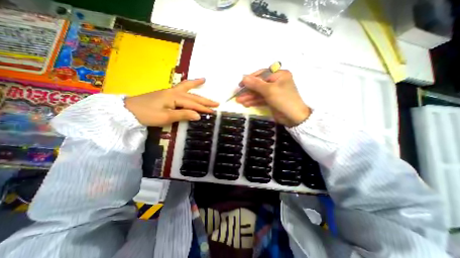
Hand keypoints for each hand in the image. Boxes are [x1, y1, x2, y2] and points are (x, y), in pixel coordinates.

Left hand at [123, 78, 217, 126]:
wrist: (128, 111)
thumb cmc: (147, 115)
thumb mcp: (166, 117)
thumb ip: (183, 115)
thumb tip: (198, 116)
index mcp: (174, 97)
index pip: (193, 104)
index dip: (203, 108)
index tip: (213, 111)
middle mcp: (174, 92)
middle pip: (193, 95)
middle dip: (205, 100)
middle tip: (216, 102)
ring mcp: (169, 91)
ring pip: (186, 88)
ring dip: (196, 85)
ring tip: (204, 80)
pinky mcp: (166, 94)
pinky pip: (180, 88)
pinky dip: (187, 85)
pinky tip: (189, 85)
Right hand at [235, 69, 310, 126]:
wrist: (294, 118)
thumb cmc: (283, 100)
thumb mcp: (269, 90)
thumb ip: (255, 84)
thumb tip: (243, 77)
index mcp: (279, 75)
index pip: (262, 74)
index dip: (250, 79)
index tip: (241, 84)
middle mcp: (276, 81)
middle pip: (259, 84)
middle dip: (248, 90)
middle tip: (238, 95)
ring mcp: (273, 92)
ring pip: (259, 93)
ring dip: (249, 97)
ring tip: (239, 101)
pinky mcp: (271, 100)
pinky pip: (260, 99)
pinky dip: (253, 101)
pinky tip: (246, 104)